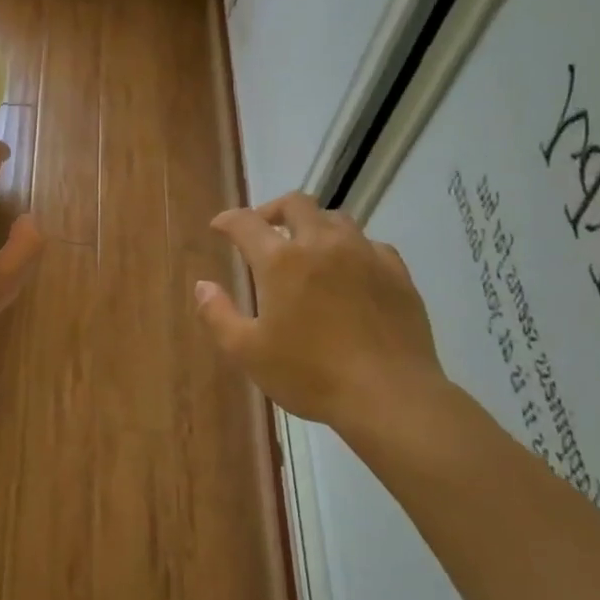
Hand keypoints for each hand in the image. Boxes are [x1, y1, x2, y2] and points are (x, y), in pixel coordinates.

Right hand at [195, 193, 449, 433]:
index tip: (219, 227)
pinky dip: (350, 249)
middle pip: (295, 204)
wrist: (389, 395)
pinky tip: (349, 272)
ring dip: (313, 225)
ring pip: (335, 218)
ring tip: (306, 250)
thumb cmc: (310, 374)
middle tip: (263, 231)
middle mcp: (322, 244)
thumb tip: (203, 286)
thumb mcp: (247, 352)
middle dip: (272, 211)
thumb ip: (218, 314)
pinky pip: (369, 244)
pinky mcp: (396, 272)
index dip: (228, 220)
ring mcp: (365, 254)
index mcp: (281, 261)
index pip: (246, 222)